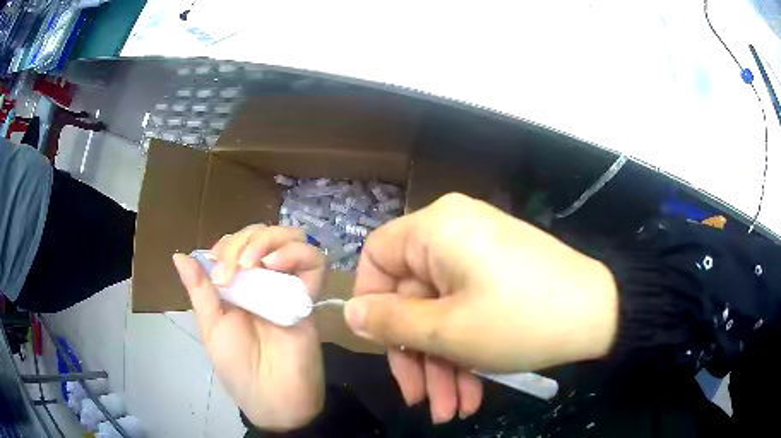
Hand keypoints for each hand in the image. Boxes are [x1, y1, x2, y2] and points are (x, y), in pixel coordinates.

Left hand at [173, 225, 325, 430]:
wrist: (273, 397)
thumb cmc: (237, 367)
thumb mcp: (212, 327)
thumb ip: (200, 290)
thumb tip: (179, 255)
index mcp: (239, 286)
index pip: (237, 243)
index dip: (228, 244)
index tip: (220, 267)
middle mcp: (264, 280)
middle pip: (263, 233)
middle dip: (245, 240)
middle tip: (234, 268)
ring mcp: (289, 286)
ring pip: (291, 237)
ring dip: (270, 240)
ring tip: (256, 263)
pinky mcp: (311, 295)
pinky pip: (314, 260)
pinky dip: (296, 253)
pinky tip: (276, 265)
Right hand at [345, 193, 617, 422]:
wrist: (600, 314)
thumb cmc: (519, 319)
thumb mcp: (446, 330)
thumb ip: (389, 322)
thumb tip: (350, 312)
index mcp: (436, 229)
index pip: (377, 258)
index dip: (371, 304)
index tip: (380, 348)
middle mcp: (453, 232)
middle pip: (412, 297)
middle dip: (416, 355)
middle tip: (422, 401)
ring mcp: (478, 254)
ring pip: (441, 311)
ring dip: (443, 363)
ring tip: (451, 409)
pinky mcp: (498, 274)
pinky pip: (467, 310)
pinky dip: (466, 351)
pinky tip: (472, 392)